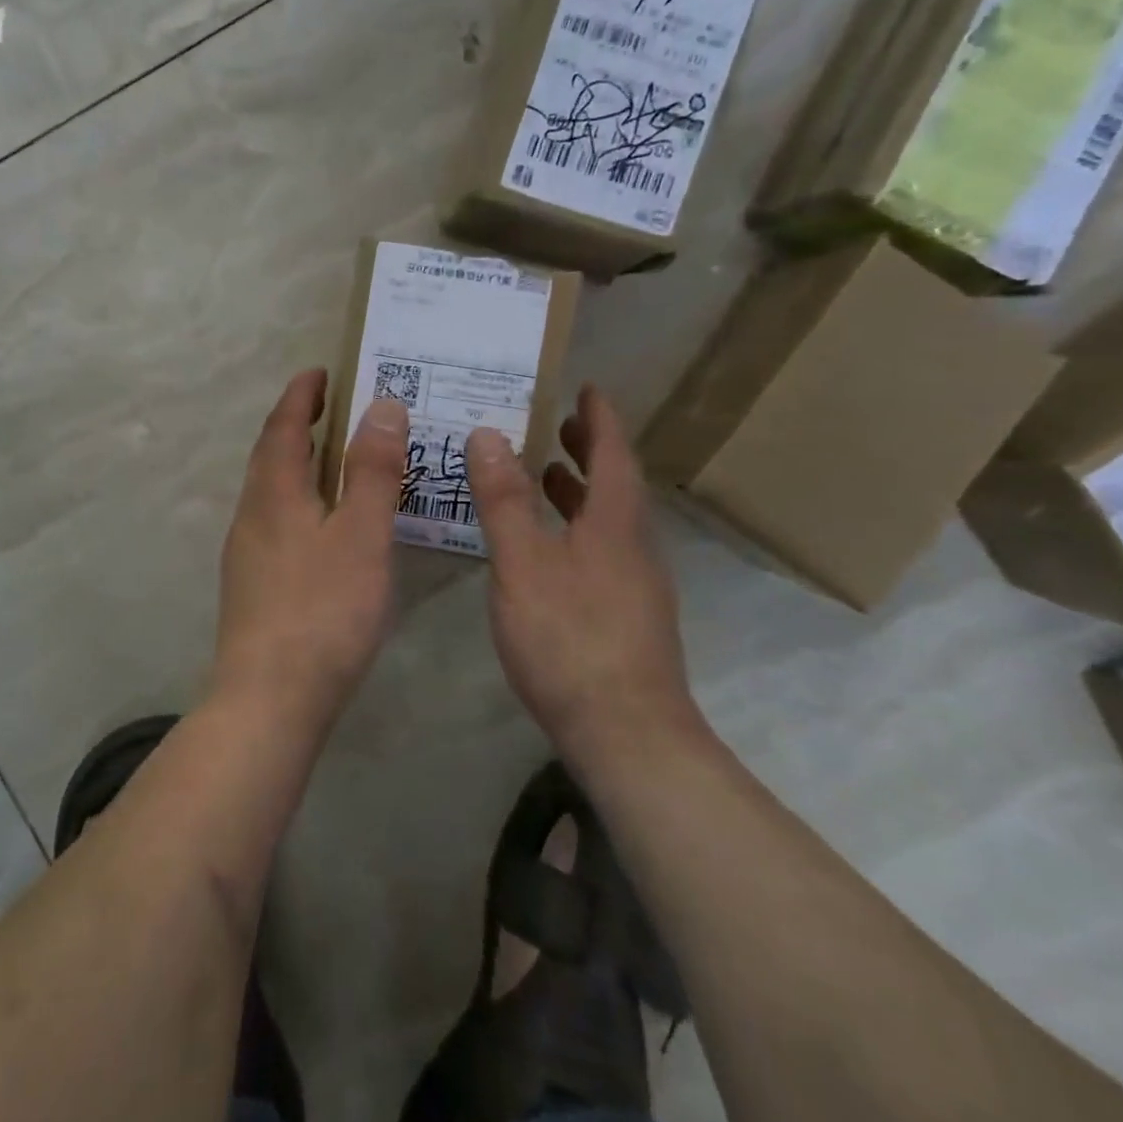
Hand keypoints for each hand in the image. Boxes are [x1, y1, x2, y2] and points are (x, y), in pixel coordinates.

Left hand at [211, 369, 408, 740]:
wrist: (269, 697)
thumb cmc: (323, 610)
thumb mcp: (361, 534)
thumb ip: (372, 470)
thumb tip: (381, 406)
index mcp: (273, 492)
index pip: (283, 426)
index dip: (301, 395)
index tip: (321, 372)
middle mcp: (251, 514)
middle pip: (271, 455)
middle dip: (298, 425)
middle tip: (333, 408)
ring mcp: (246, 552)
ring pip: (271, 491)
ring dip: (298, 464)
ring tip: (334, 460)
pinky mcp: (252, 585)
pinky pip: (275, 521)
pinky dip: (299, 501)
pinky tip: (324, 526)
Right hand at [465, 385, 696, 755]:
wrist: (627, 733)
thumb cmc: (569, 638)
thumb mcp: (523, 562)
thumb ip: (503, 499)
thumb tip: (487, 434)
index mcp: (614, 522)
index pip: (612, 453)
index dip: (599, 418)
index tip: (586, 388)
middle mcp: (634, 545)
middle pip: (615, 484)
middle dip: (589, 450)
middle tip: (559, 424)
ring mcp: (635, 583)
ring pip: (608, 520)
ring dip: (580, 490)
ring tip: (545, 474)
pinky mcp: (627, 614)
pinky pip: (601, 548)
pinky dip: (576, 527)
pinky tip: (547, 546)